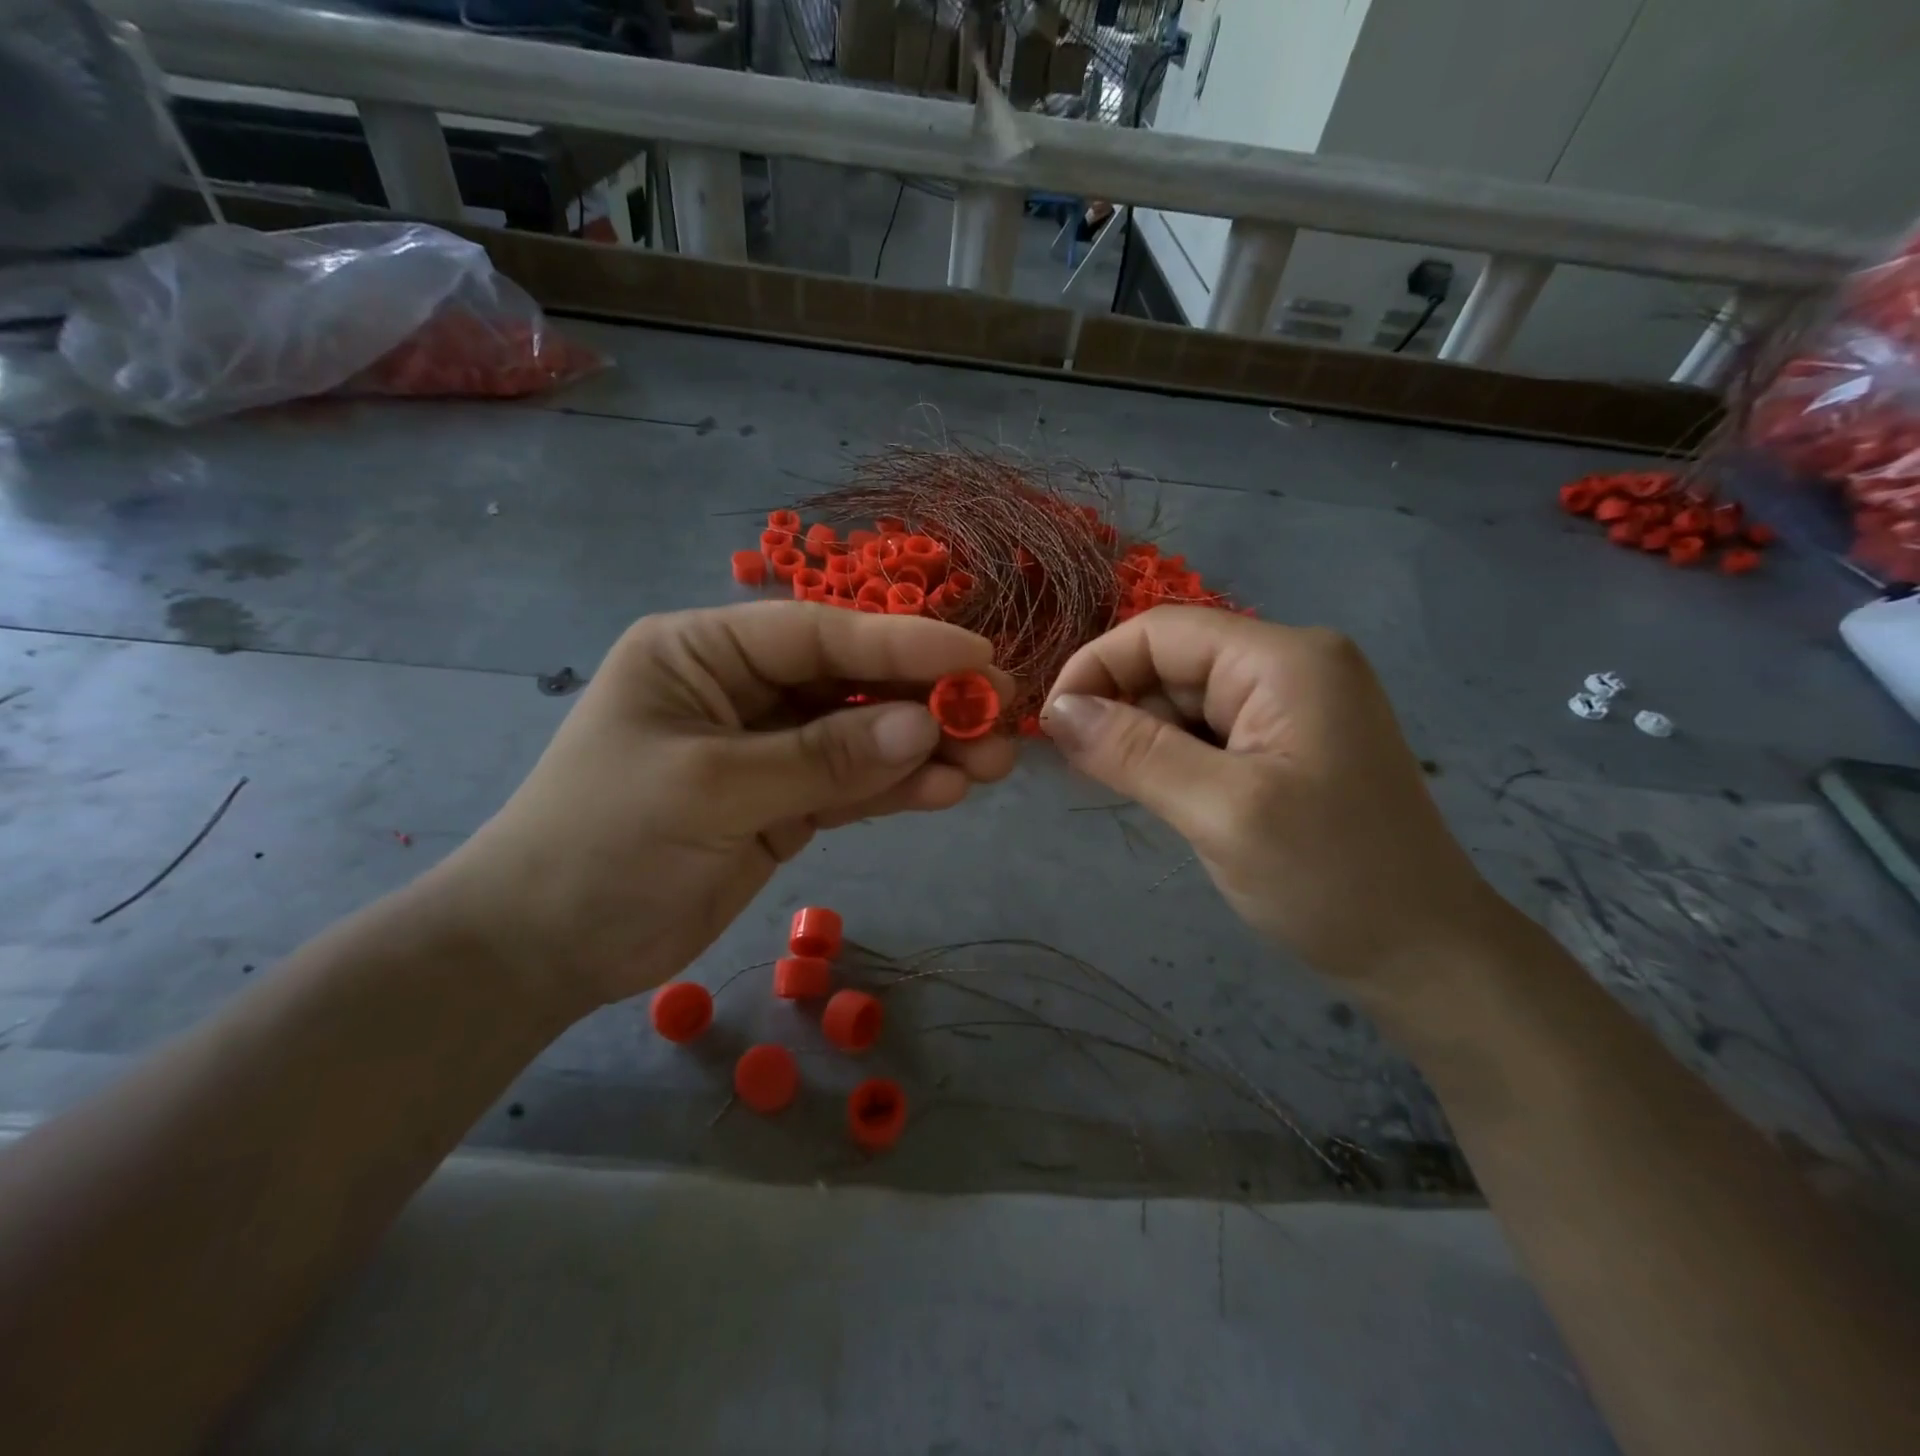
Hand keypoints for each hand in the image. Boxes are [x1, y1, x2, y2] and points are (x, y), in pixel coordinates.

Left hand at [429, 603, 1016, 1012]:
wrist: (546, 948)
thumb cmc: (605, 844)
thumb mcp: (712, 789)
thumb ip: (822, 758)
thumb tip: (923, 730)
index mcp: (703, 653)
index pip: (817, 633)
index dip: (901, 642)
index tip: (976, 654)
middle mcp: (741, 690)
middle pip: (849, 683)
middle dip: (925, 700)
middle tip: (1001, 713)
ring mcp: (766, 749)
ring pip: (859, 737)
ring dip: (924, 749)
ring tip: (993, 762)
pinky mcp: (781, 804)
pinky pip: (849, 787)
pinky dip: (896, 789)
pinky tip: (947, 792)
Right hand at [1040, 608, 1505, 989]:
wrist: (1424, 955)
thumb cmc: (1329, 880)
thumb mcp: (1220, 811)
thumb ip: (1133, 751)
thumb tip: (1056, 710)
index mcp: (1284, 659)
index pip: (1161, 632)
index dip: (1096, 667)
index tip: (1050, 725)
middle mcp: (1292, 664)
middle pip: (1173, 662)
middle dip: (1120, 707)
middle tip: (1082, 769)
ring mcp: (1294, 703)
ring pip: (1186, 699)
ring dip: (1144, 737)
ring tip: (1123, 789)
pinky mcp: (1290, 740)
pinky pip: (1210, 730)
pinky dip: (1174, 756)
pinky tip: (1167, 795)